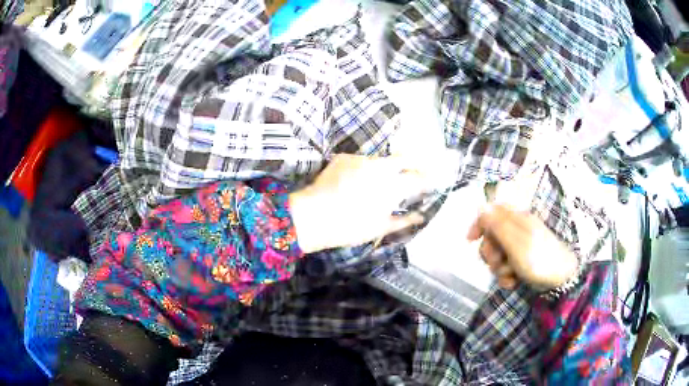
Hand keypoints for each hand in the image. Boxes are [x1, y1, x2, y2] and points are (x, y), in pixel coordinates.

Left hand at [289, 154, 426, 252]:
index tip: (433, 179)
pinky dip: (363, 169)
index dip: (428, 178)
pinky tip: (355, 181)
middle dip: (415, 162)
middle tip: (417, 170)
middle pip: (405, 158)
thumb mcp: (380, 228)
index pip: (419, 178)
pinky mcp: (345, 157)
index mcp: (393, 186)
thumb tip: (421, 216)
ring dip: (385, 167)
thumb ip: (405, 220)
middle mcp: (381, 167)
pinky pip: (360, 161)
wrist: (314, 215)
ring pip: (381, 160)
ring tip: (378, 181)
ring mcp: (361, 158)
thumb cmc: (351, 227)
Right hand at [467, 205, 577, 289]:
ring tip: (510, 275)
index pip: (491, 212)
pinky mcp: (523, 262)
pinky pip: (506, 266)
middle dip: (490, 252)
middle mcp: (517, 231)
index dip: (479, 224)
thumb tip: (482, 207)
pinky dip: (506, 275)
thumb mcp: (516, 242)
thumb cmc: (539, 259)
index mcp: (517, 219)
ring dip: (499, 268)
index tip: (471, 241)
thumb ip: (497, 225)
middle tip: (499, 262)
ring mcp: (520, 247)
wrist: (562, 279)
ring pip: (498, 254)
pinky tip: (513, 282)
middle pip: (491, 237)